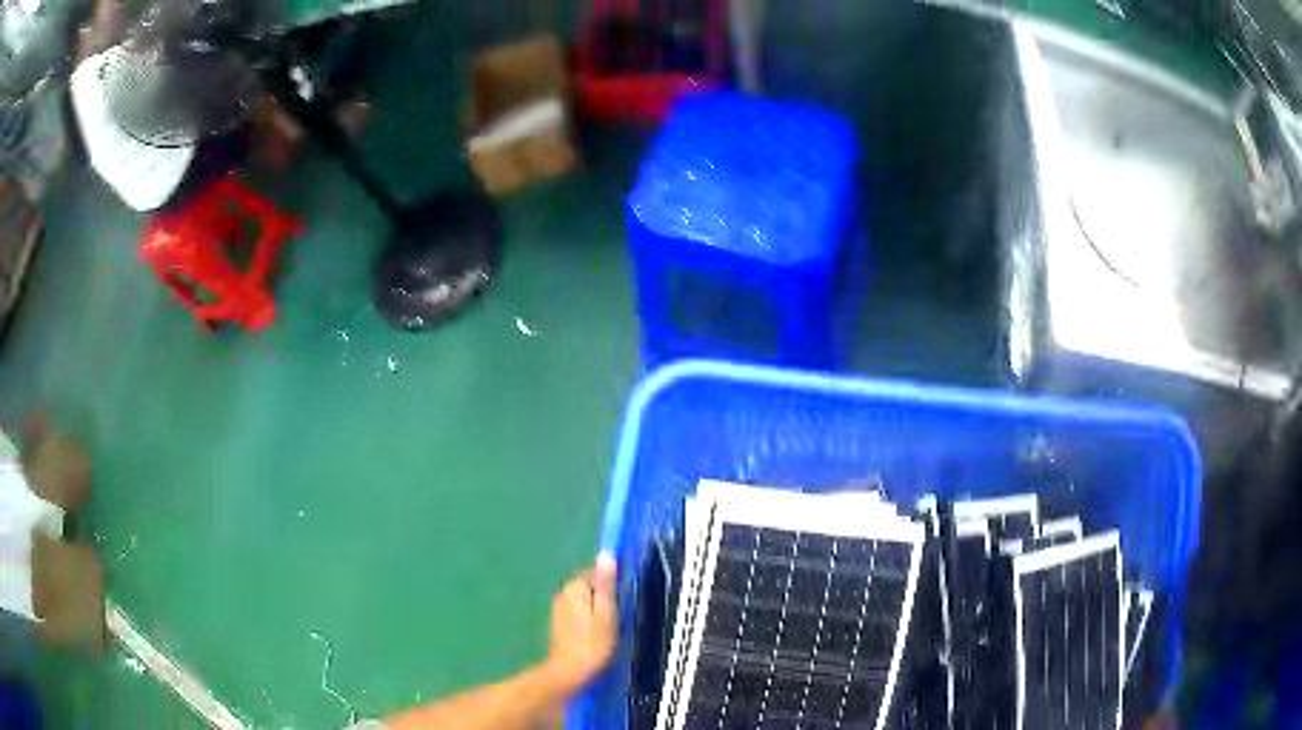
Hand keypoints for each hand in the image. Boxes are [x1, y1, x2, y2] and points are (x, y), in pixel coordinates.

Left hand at [541, 554, 617, 696]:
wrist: (569, 673)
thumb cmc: (592, 644)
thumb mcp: (606, 613)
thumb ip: (606, 585)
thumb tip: (606, 554)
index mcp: (574, 587)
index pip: (596, 570)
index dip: (613, 578)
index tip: (627, 592)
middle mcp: (563, 593)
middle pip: (589, 584)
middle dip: (605, 592)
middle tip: (623, 609)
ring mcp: (559, 608)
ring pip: (585, 598)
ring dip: (598, 605)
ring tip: (614, 621)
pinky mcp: (560, 623)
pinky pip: (580, 610)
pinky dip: (591, 615)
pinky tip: (600, 630)